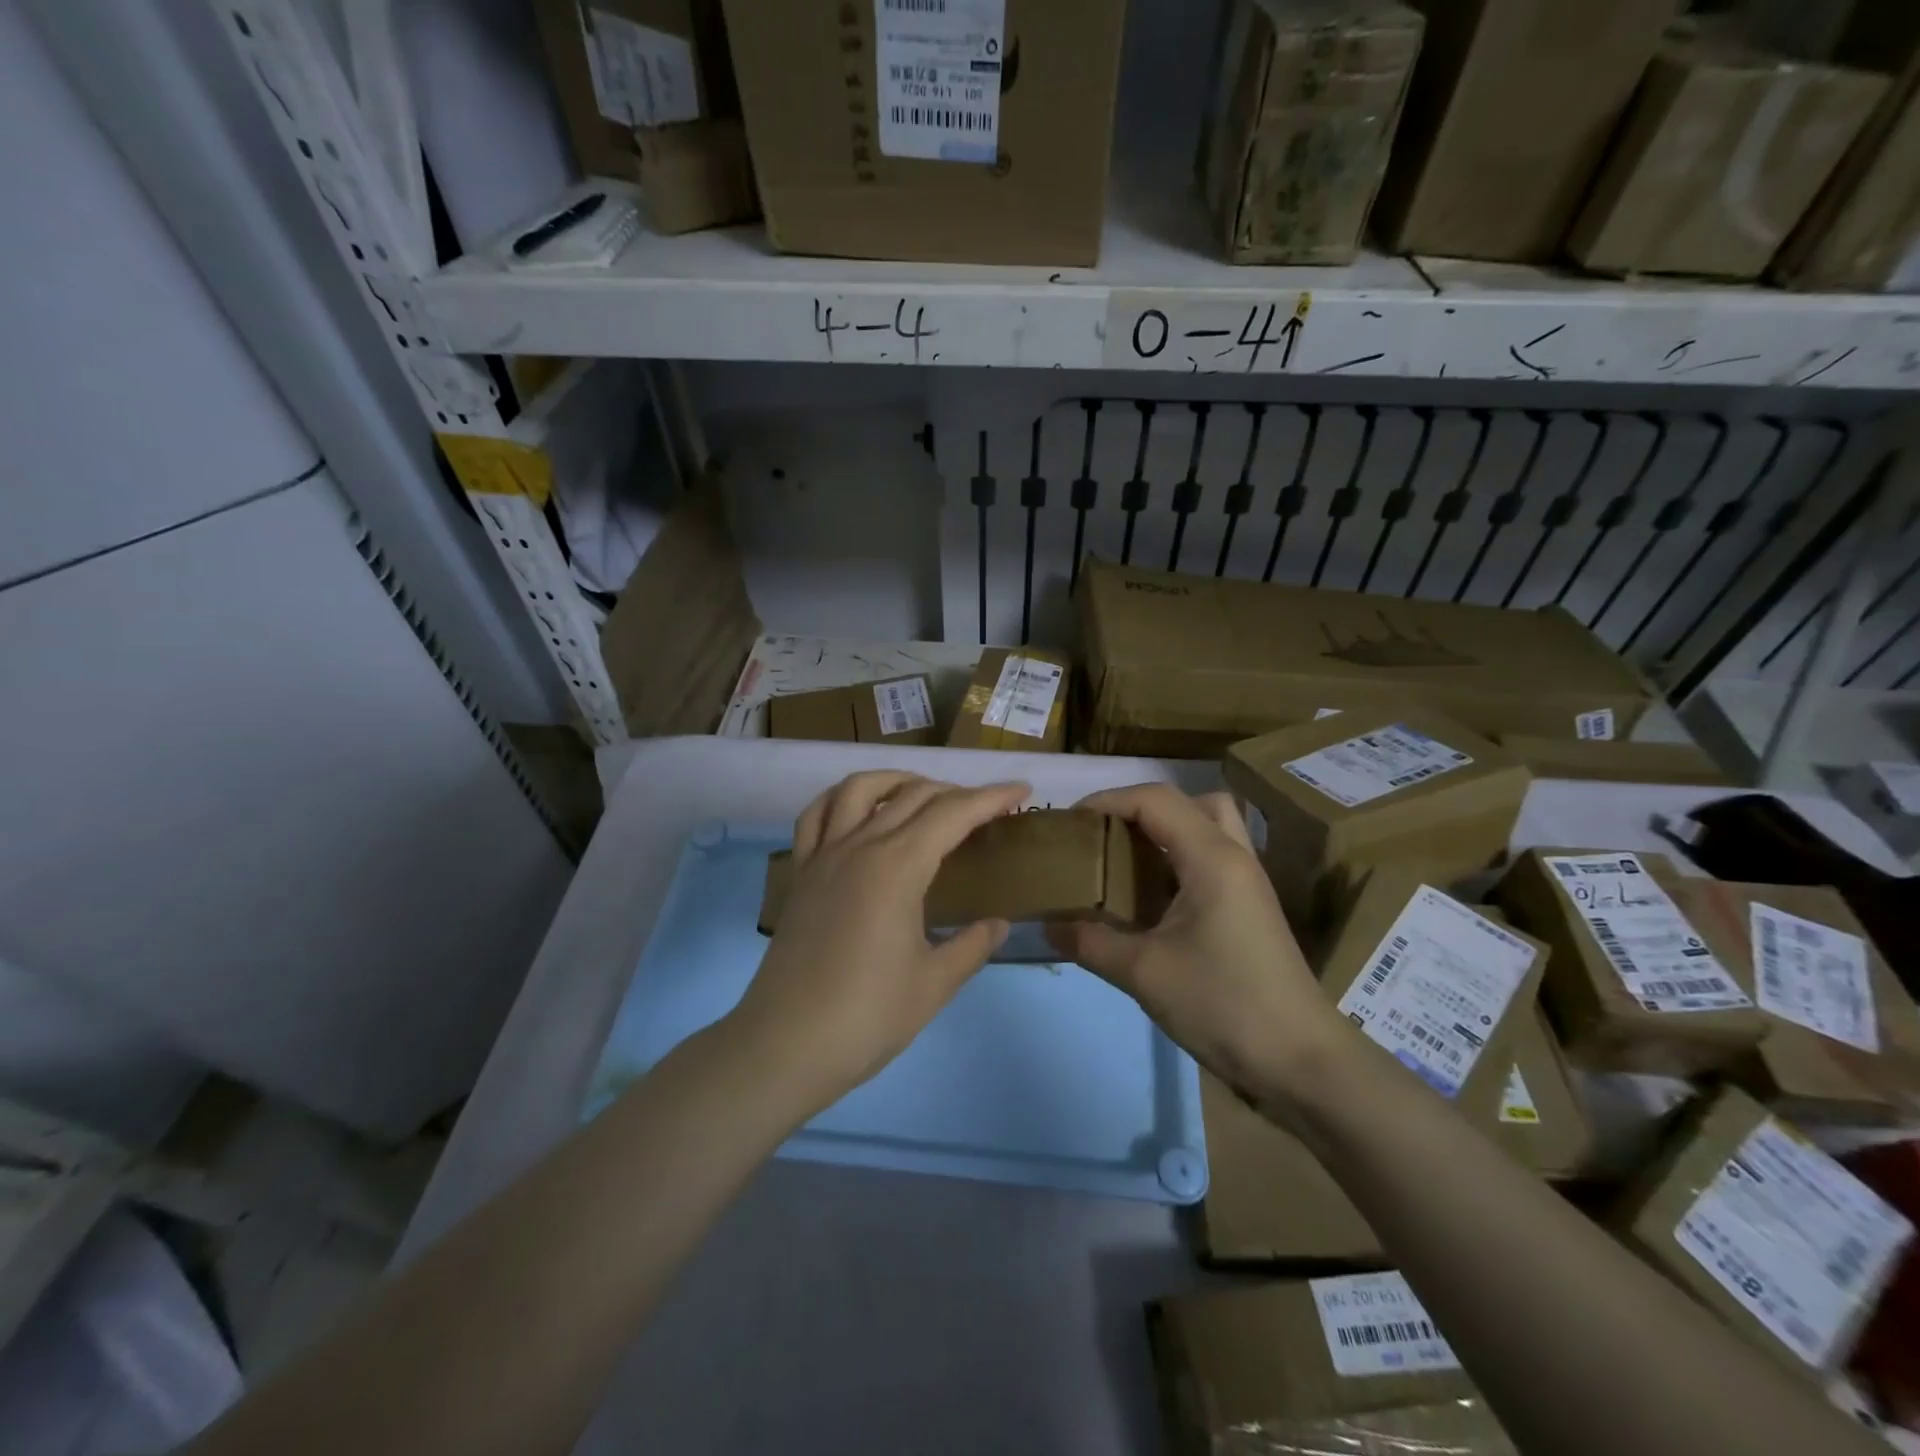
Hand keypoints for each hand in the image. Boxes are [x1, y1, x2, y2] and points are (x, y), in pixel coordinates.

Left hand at [731, 772, 1029, 1114]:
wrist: (786, 1045)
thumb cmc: (867, 1016)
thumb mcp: (934, 984)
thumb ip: (972, 946)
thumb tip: (998, 924)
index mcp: (898, 867)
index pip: (954, 813)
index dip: (992, 798)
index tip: (1022, 792)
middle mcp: (860, 846)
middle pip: (914, 795)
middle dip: (957, 791)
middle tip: (986, 808)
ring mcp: (824, 856)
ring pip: (859, 789)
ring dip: (898, 780)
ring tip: (923, 793)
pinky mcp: (800, 873)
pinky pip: (815, 815)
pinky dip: (840, 798)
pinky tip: (857, 810)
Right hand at [1045, 784, 1343, 1107]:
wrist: (1299, 1062)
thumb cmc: (1223, 1005)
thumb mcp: (1144, 973)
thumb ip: (1091, 942)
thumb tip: (1049, 926)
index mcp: (1212, 859)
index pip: (1155, 800)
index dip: (1108, 800)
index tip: (1071, 822)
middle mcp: (1234, 858)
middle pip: (1191, 802)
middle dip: (1142, 808)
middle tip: (1108, 836)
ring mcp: (1247, 883)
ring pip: (1208, 828)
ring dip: (1165, 832)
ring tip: (1126, 862)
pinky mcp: (1250, 909)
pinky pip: (1211, 860)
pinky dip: (1178, 861)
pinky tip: (1150, 899)